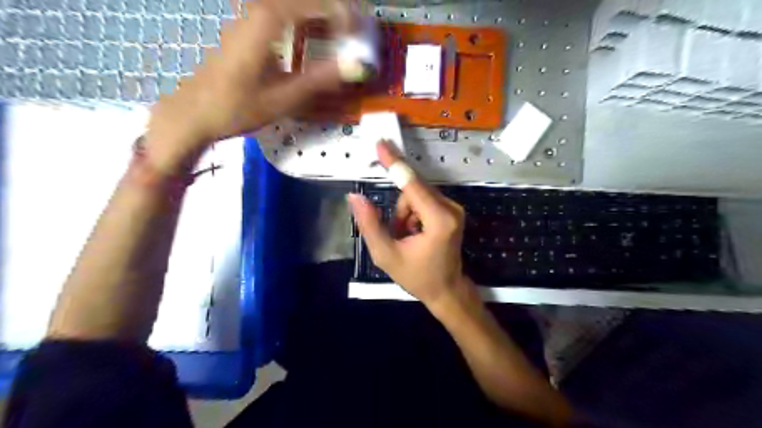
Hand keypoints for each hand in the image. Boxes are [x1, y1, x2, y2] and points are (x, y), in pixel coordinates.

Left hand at [141, 1, 349, 174]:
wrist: (195, 113)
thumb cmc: (237, 106)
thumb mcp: (283, 98)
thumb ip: (321, 79)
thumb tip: (358, 67)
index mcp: (267, 22)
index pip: (314, 3)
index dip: (342, 12)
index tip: (360, 31)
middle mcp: (257, 12)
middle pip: (303, 1)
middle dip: (333, 10)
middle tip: (355, 29)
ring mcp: (248, 19)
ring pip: (291, 7)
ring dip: (318, 16)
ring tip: (340, 34)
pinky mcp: (246, 31)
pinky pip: (281, 16)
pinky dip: (303, 23)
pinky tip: (312, 40)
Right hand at [349, 142, 469, 307]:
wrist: (447, 290)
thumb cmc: (417, 277)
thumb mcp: (386, 255)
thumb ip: (370, 224)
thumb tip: (355, 196)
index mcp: (438, 219)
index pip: (412, 184)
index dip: (394, 163)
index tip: (381, 144)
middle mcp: (451, 208)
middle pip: (412, 190)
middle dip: (398, 210)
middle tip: (397, 233)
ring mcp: (454, 208)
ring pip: (416, 195)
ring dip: (404, 213)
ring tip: (406, 238)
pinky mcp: (452, 210)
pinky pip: (423, 200)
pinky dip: (413, 214)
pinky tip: (415, 234)